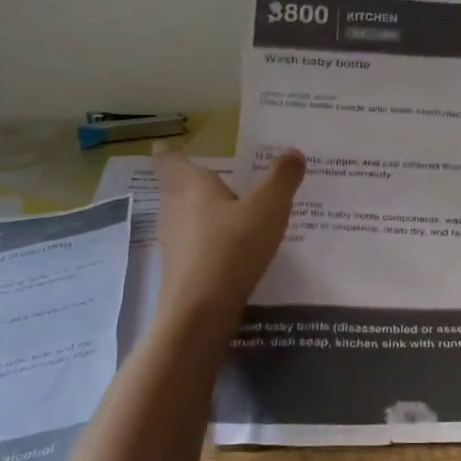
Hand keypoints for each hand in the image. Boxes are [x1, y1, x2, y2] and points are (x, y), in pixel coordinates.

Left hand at [152, 148, 304, 321]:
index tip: (179, 148)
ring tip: (236, 215)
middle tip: (226, 180)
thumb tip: (292, 152)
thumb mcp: (268, 208)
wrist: (201, 312)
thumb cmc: (232, 248)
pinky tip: (234, 251)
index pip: (168, 159)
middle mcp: (174, 208)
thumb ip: (282, 178)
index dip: (171, 152)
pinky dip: (210, 242)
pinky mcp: (179, 269)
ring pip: (186, 218)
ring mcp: (173, 241)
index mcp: (189, 184)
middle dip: (197, 183)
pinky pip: (194, 245)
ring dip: (205, 214)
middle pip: (178, 188)